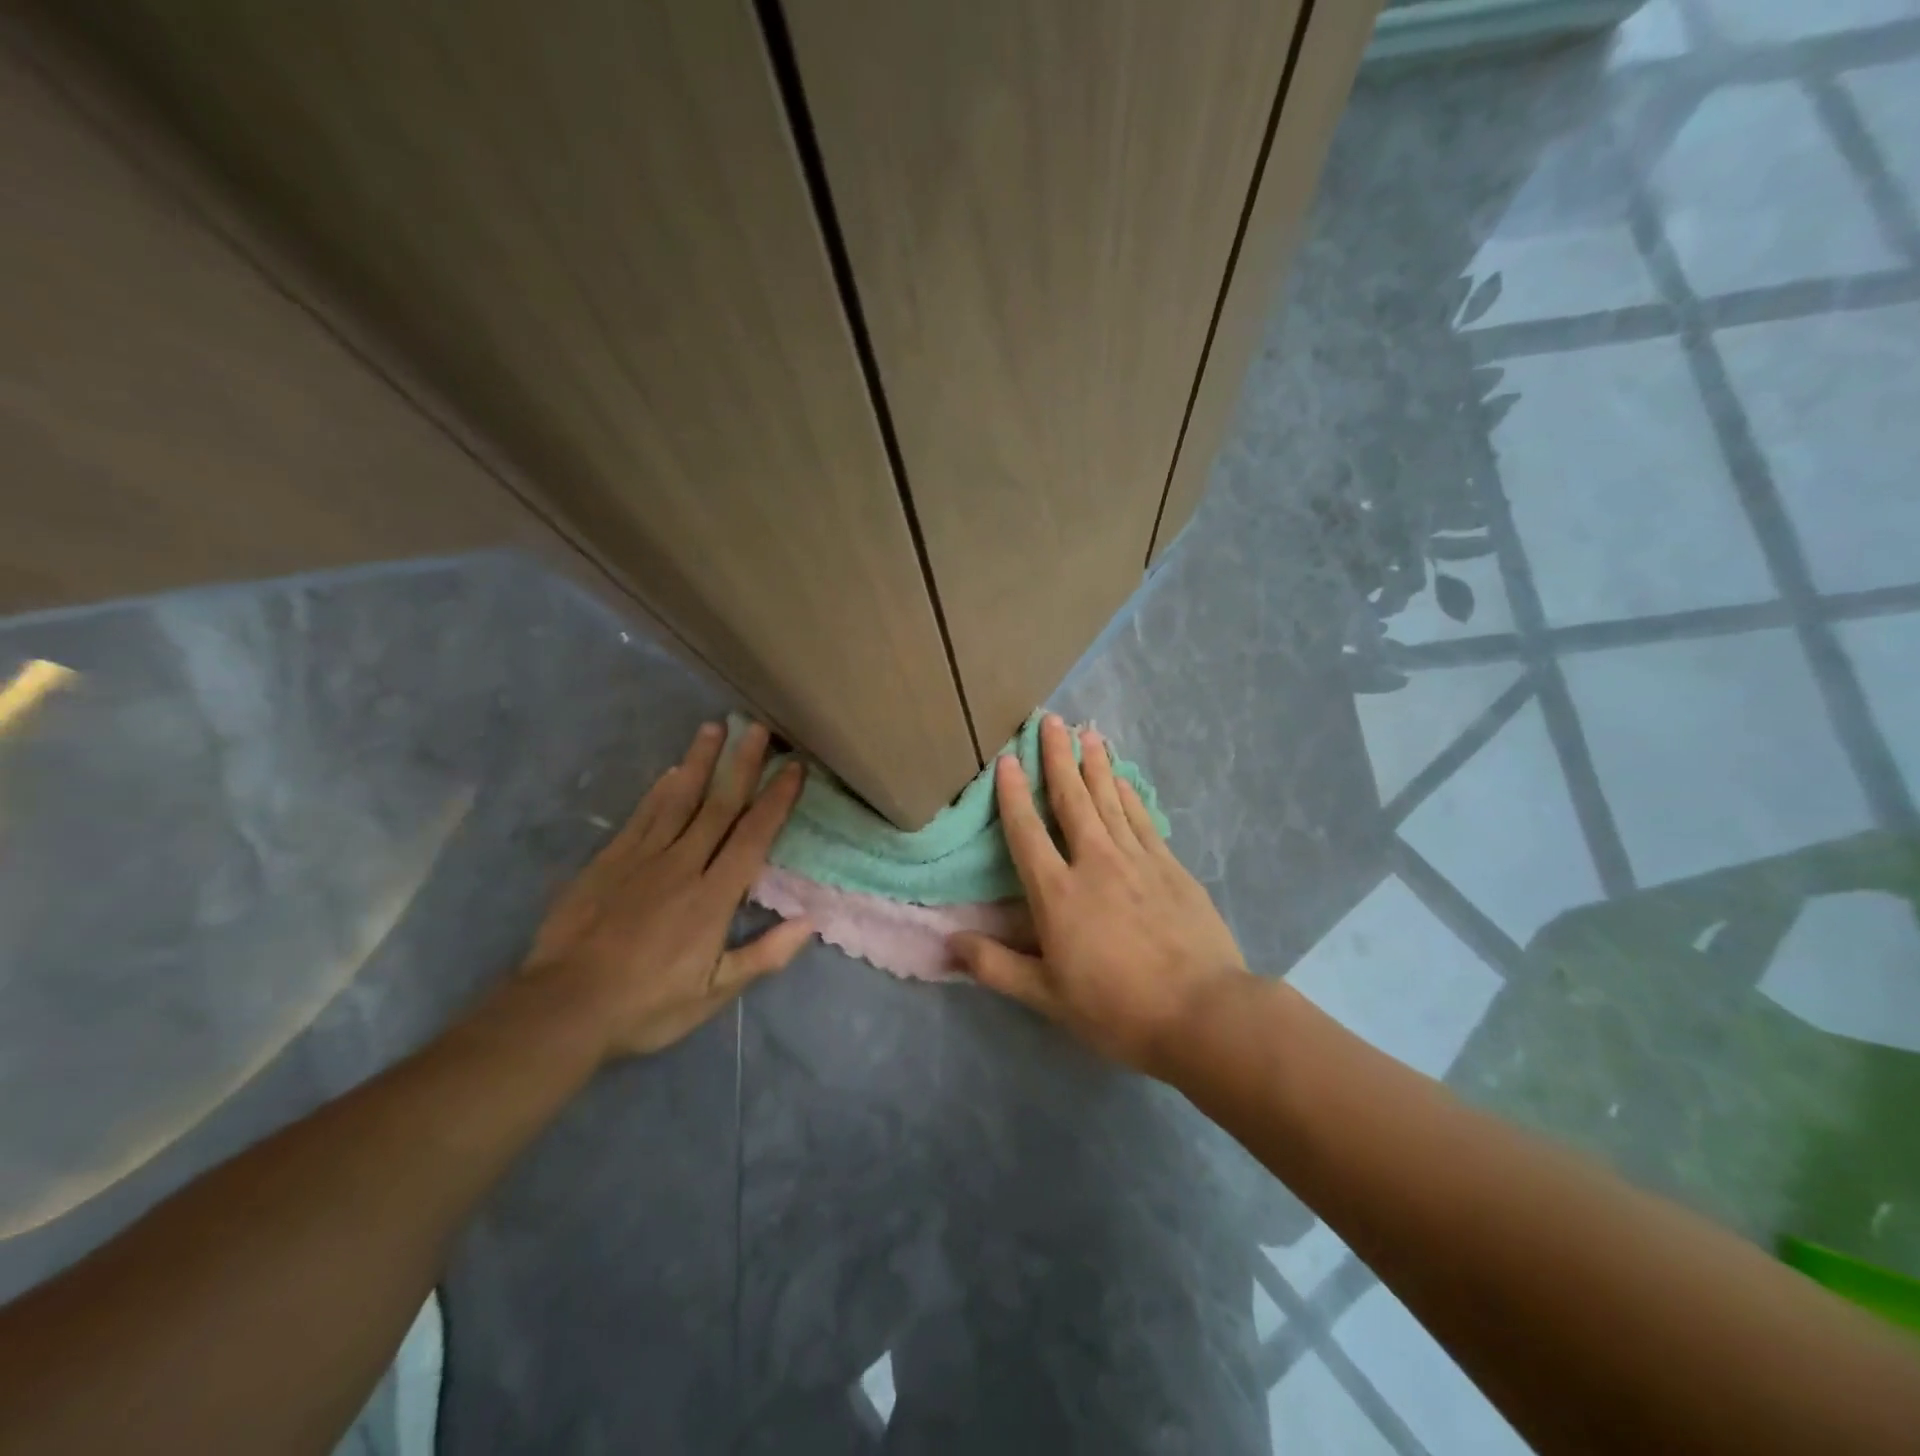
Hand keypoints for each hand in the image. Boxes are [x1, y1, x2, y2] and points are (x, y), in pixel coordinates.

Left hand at [522, 720, 809, 1060]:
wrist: (563, 1007)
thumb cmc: (647, 1005)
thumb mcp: (713, 994)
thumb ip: (764, 955)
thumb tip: (811, 921)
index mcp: (714, 897)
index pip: (754, 836)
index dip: (777, 799)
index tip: (794, 767)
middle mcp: (683, 865)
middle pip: (719, 805)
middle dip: (743, 764)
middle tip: (759, 727)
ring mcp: (643, 858)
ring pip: (679, 799)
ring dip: (701, 761)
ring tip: (715, 727)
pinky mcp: (610, 861)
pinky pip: (642, 816)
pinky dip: (660, 790)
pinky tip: (672, 771)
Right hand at [949, 713, 1250, 1075]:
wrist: (1202, 1012)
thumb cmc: (1116, 1009)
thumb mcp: (1047, 997)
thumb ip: (996, 966)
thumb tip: (950, 941)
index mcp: (1058, 893)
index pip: (1027, 832)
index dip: (1014, 793)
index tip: (1008, 758)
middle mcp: (1095, 862)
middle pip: (1071, 799)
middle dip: (1058, 757)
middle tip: (1050, 719)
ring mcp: (1138, 860)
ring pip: (1109, 800)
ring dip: (1094, 764)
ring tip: (1086, 733)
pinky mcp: (1171, 866)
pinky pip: (1142, 818)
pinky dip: (1128, 794)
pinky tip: (1121, 779)